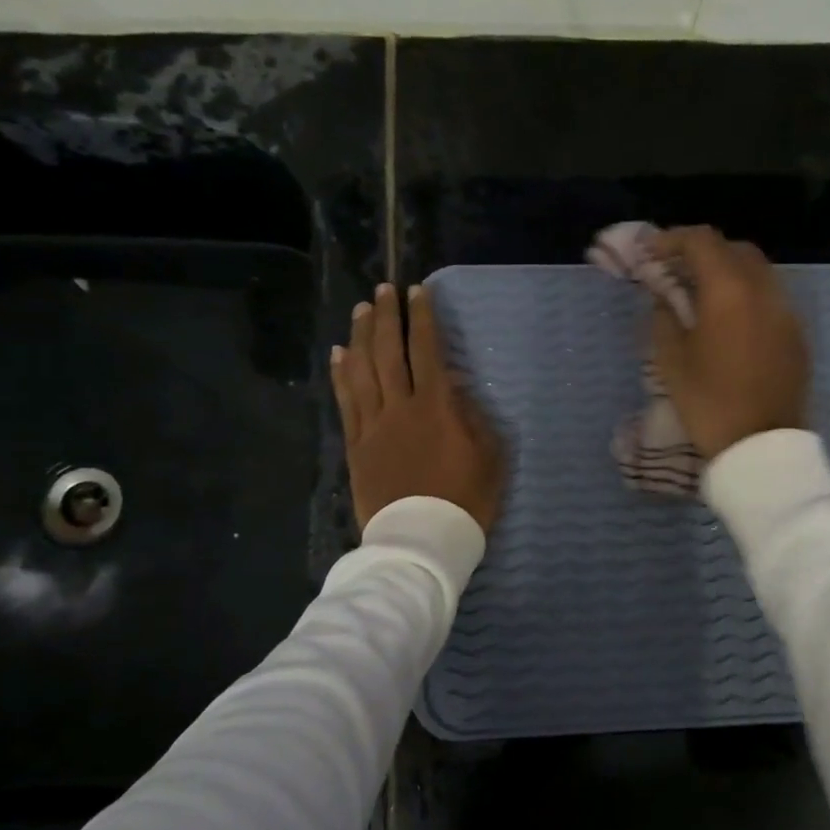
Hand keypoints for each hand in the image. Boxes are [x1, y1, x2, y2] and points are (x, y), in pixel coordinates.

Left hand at [333, 282, 505, 532]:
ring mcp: (373, 426)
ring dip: (360, 336)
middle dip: (386, 317)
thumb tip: (454, 385)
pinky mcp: (356, 446)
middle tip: (384, 290)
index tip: (417, 292)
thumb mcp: (489, 456)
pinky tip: (340, 354)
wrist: (423, 539)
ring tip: (360, 310)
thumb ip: (472, 415)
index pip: (426, 350)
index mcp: (437, 407)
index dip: (421, 318)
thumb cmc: (466, 500)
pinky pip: (346, 401)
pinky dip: (342, 373)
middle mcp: (400, 407)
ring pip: (362, 370)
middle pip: (388, 352)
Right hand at [651, 227, 809, 461]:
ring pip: (758, 272)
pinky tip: (730, 321)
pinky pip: (771, 298)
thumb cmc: (709, 403)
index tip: (651, 253)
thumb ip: (664, 318)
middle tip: (677, 272)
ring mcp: (786, 312)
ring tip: (703, 296)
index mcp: (729, 291)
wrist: (760, 447)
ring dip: (729, 273)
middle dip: (704, 252)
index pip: (701, 241)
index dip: (672, 239)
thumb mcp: (671, 361)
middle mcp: (764, 290)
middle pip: (735, 249)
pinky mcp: (797, 335)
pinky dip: (748, 296)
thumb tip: (664, 298)